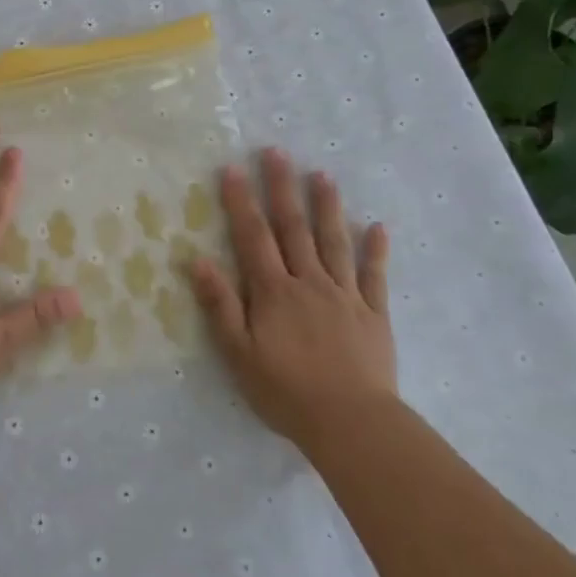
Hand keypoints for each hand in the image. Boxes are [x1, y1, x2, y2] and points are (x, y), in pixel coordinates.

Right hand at [190, 149, 393, 452]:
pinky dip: (376, 250)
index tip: (232, 168)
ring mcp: (345, 295)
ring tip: (322, 175)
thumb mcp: (238, 353)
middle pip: (293, 227)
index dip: (241, 201)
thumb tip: (197, 260)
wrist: (351, 424)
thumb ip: (220, 304)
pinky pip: (375, 276)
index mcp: (274, 291)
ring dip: (327, 206)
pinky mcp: (374, 314)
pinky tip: (378, 227)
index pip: (253, 237)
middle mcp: (309, 282)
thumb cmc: (286, 391)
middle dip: (282, 188)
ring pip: (334, 242)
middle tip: (277, 152)